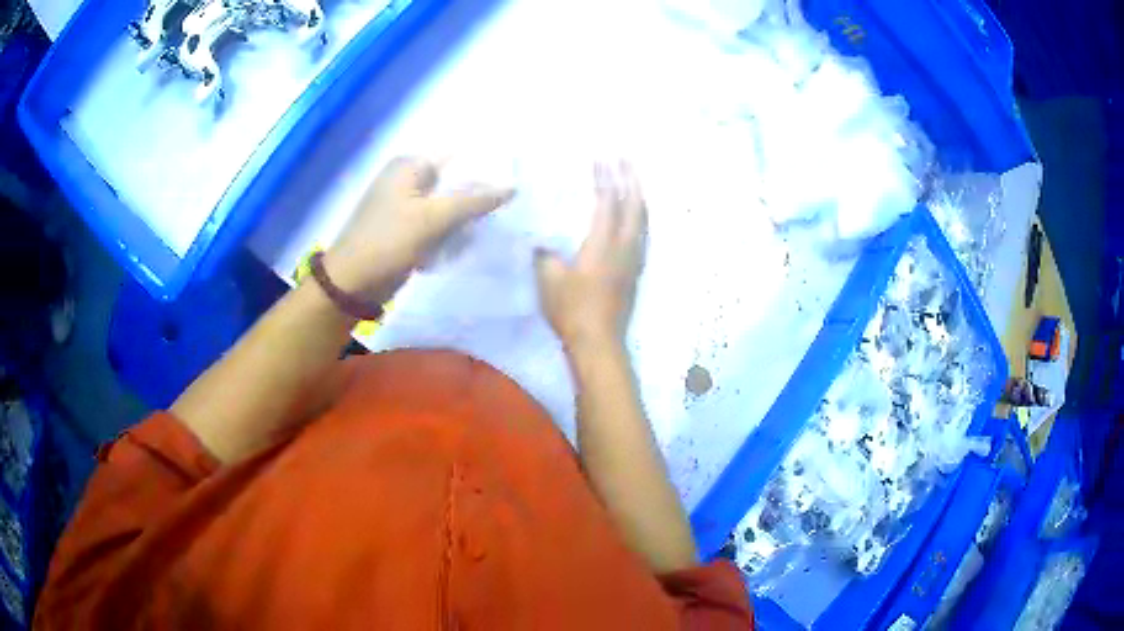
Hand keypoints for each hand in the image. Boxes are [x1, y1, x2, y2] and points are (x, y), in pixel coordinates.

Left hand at [325, 157, 513, 297]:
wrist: (352, 284)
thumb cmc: (388, 242)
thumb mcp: (432, 218)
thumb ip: (473, 201)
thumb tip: (513, 187)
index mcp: (410, 165)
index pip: (458, 155)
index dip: (486, 165)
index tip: (515, 179)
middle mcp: (408, 178)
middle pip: (454, 180)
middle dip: (478, 194)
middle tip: (509, 206)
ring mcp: (406, 205)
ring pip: (448, 204)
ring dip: (466, 217)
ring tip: (492, 226)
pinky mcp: (407, 228)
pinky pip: (438, 224)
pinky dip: (452, 232)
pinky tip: (467, 242)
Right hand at [535, 162, 647, 348]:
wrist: (598, 343)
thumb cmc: (571, 310)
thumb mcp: (548, 278)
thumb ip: (544, 253)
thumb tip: (541, 238)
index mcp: (603, 243)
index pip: (607, 201)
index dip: (605, 177)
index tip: (601, 157)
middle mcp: (625, 246)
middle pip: (634, 204)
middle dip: (630, 178)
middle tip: (626, 158)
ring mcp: (634, 260)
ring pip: (643, 219)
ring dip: (638, 195)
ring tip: (634, 179)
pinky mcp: (636, 272)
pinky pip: (642, 234)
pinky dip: (640, 216)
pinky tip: (636, 216)